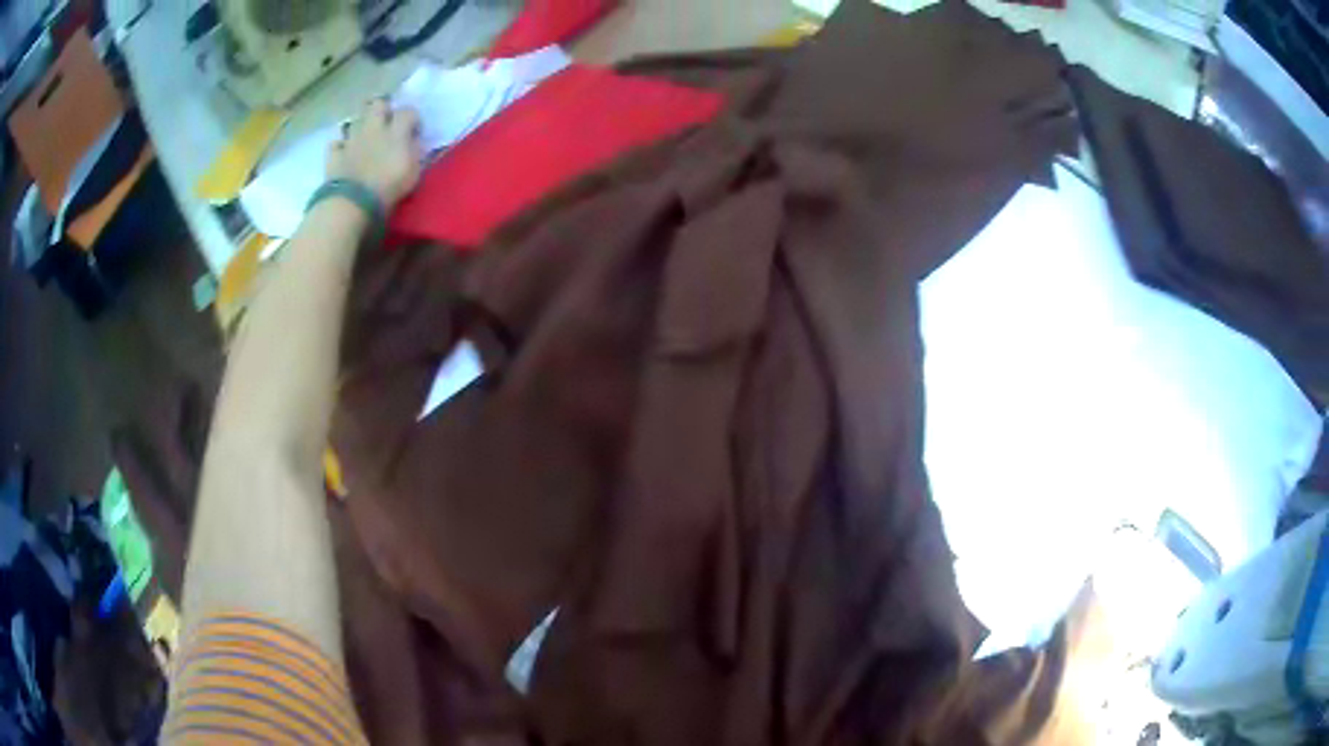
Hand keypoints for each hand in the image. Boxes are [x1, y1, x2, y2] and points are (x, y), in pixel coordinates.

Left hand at [326, 98, 422, 207]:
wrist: (353, 203)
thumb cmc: (388, 188)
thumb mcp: (413, 171)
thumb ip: (415, 151)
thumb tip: (414, 141)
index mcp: (395, 131)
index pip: (408, 111)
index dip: (412, 118)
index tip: (414, 130)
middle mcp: (373, 128)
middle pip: (378, 104)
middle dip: (383, 109)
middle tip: (387, 123)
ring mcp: (351, 139)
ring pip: (356, 120)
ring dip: (361, 126)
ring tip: (365, 138)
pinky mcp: (334, 154)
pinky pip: (336, 143)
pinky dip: (341, 146)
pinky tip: (344, 153)